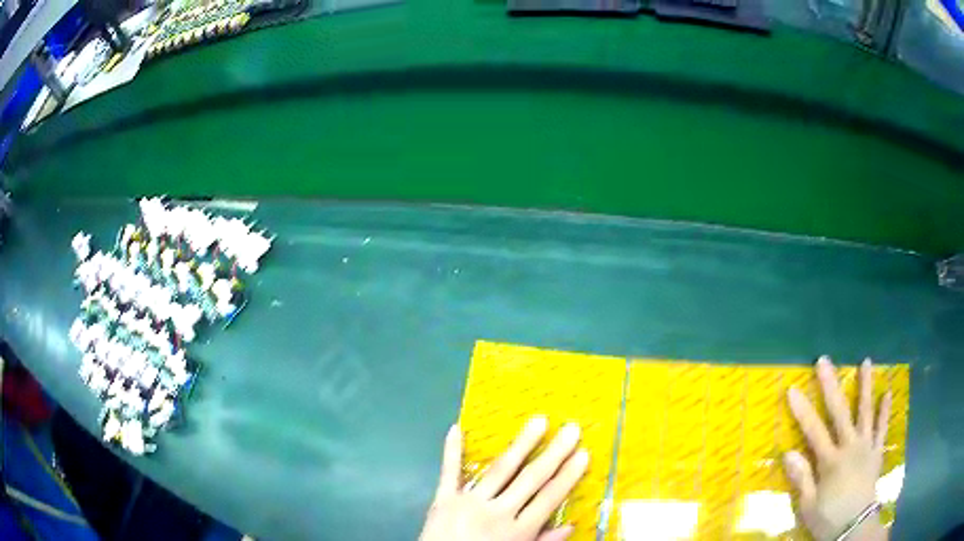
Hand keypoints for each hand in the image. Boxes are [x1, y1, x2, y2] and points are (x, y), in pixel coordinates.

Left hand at [420, 416, 588, 540]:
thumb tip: (571, 525)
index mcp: (517, 531)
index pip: (549, 499)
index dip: (568, 476)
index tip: (583, 454)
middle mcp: (497, 513)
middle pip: (531, 479)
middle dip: (554, 454)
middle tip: (571, 429)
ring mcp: (469, 503)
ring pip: (500, 470)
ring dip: (521, 444)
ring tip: (538, 421)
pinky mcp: (443, 500)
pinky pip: (449, 473)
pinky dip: (451, 451)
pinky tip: (456, 428)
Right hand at [784, 356, 890, 540]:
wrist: (855, 528)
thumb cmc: (829, 519)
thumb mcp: (809, 506)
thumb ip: (802, 479)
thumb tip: (788, 453)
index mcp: (831, 461)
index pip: (814, 431)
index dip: (802, 410)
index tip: (792, 388)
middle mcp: (850, 447)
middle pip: (840, 412)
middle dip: (831, 385)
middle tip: (824, 361)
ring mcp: (867, 447)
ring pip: (866, 412)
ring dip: (866, 387)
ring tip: (866, 362)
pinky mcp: (877, 452)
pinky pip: (882, 429)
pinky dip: (885, 411)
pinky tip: (887, 393)